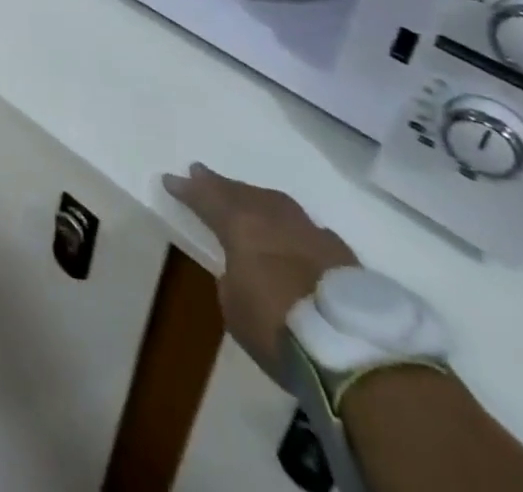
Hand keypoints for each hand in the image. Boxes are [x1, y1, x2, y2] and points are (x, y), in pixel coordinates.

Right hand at [163, 164, 358, 379]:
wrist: (353, 349)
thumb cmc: (278, 329)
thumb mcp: (235, 307)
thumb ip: (233, 277)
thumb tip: (242, 268)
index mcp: (240, 226)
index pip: (205, 198)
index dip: (187, 189)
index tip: (170, 179)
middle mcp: (273, 218)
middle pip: (241, 192)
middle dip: (219, 184)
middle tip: (202, 172)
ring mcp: (310, 231)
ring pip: (276, 202)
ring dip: (256, 198)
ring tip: (246, 196)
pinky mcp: (342, 253)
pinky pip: (308, 227)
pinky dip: (293, 225)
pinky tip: (294, 231)